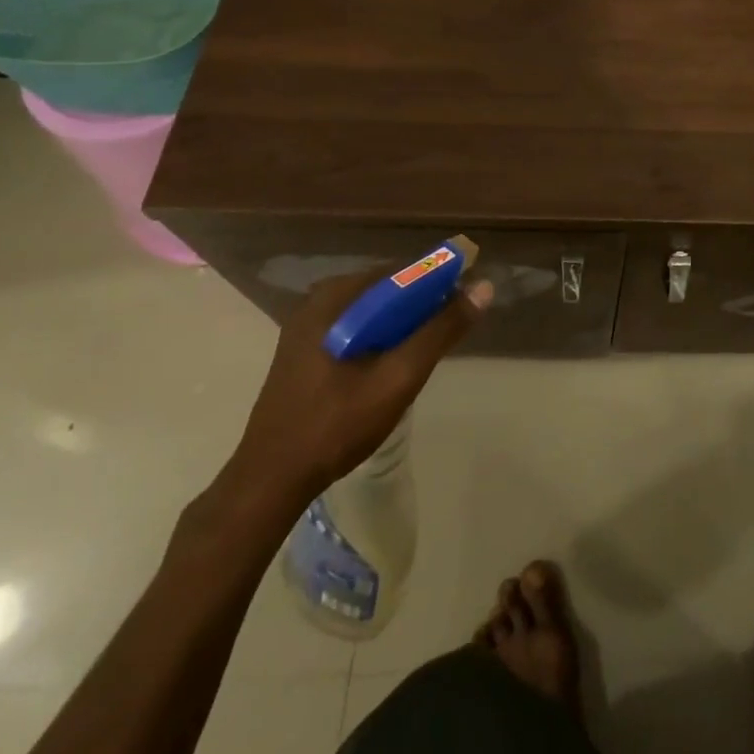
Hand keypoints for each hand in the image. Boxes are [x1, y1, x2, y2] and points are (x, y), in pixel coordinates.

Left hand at [224, 270, 492, 508]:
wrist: (270, 481)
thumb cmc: (337, 424)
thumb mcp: (399, 376)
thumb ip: (440, 330)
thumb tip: (483, 287)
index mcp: (335, 297)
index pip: (402, 271)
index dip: (439, 280)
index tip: (465, 300)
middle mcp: (318, 301)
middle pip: (387, 289)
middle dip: (422, 305)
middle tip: (447, 333)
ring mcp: (307, 327)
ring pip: (373, 311)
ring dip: (403, 323)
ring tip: (424, 351)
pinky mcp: (304, 350)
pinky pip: (356, 327)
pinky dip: (381, 336)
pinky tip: (392, 365)